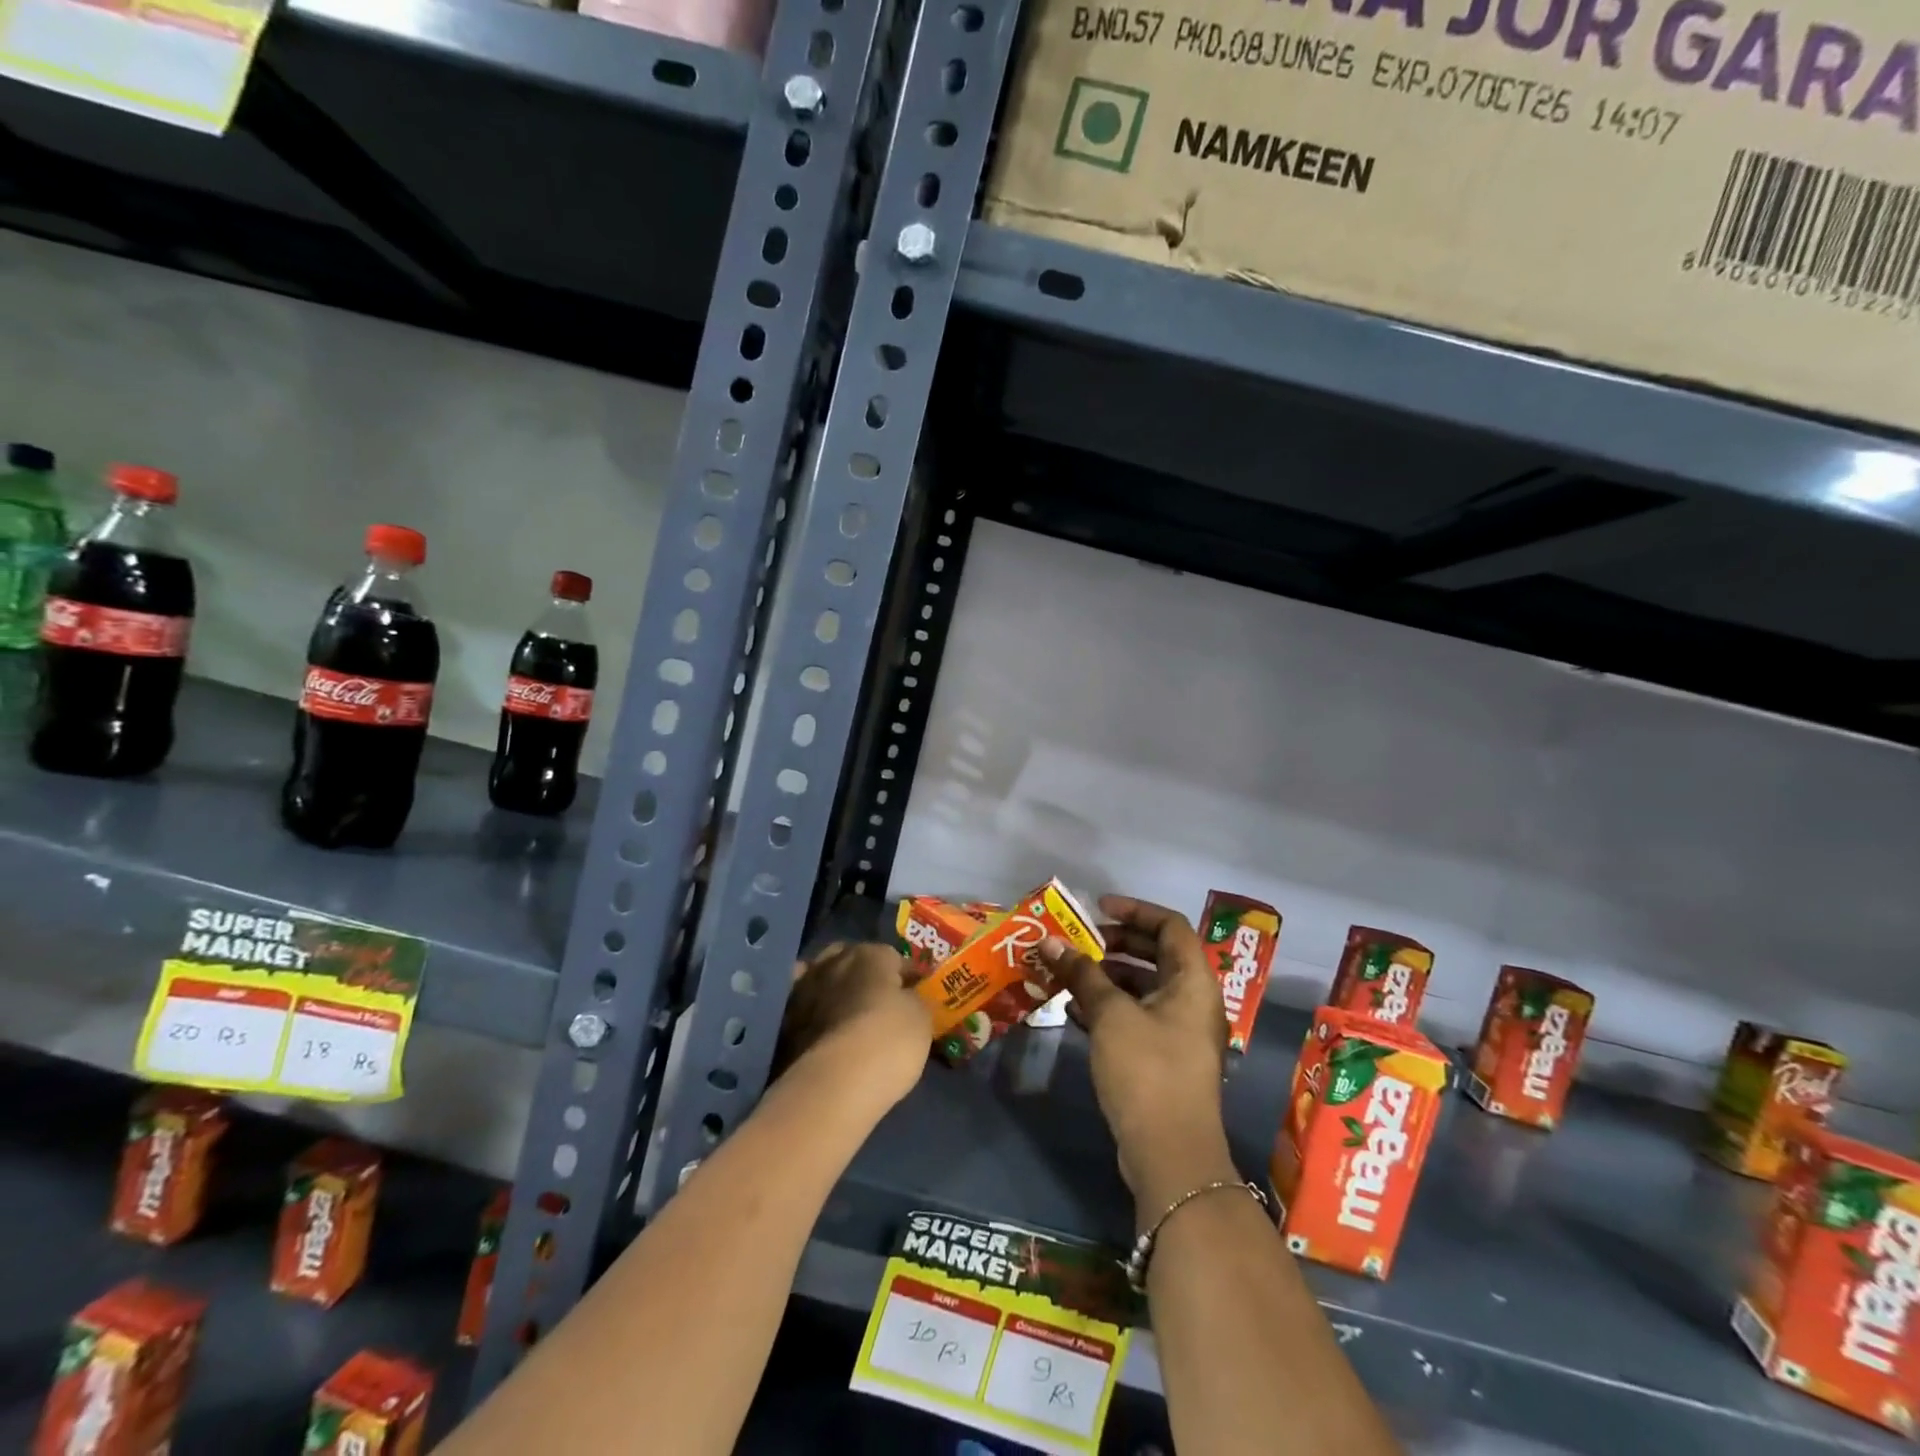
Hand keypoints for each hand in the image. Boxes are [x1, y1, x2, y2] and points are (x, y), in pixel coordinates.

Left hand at [775, 941, 929, 1109]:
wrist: (834, 1083)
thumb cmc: (889, 1041)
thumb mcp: (921, 1018)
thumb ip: (913, 999)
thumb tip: (905, 996)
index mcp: (871, 954)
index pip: (894, 957)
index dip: (906, 975)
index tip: (915, 992)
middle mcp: (834, 961)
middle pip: (853, 959)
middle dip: (865, 974)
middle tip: (878, 999)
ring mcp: (805, 988)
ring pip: (823, 978)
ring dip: (834, 988)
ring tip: (845, 1011)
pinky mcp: (784, 1019)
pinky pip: (800, 1004)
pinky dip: (807, 1007)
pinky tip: (815, 1020)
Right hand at [1040, 897, 1237, 1223]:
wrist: (1170, 1154)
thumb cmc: (1147, 1069)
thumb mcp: (1111, 1014)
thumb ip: (1081, 973)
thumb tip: (1048, 941)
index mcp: (1193, 980)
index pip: (1170, 925)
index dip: (1135, 910)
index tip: (1097, 908)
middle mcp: (1192, 1000)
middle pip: (1156, 954)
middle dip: (1115, 943)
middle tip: (1078, 941)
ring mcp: (1179, 1031)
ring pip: (1143, 987)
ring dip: (1106, 976)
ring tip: (1068, 974)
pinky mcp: (1163, 1058)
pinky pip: (1135, 1016)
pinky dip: (1108, 1007)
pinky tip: (1073, 1010)